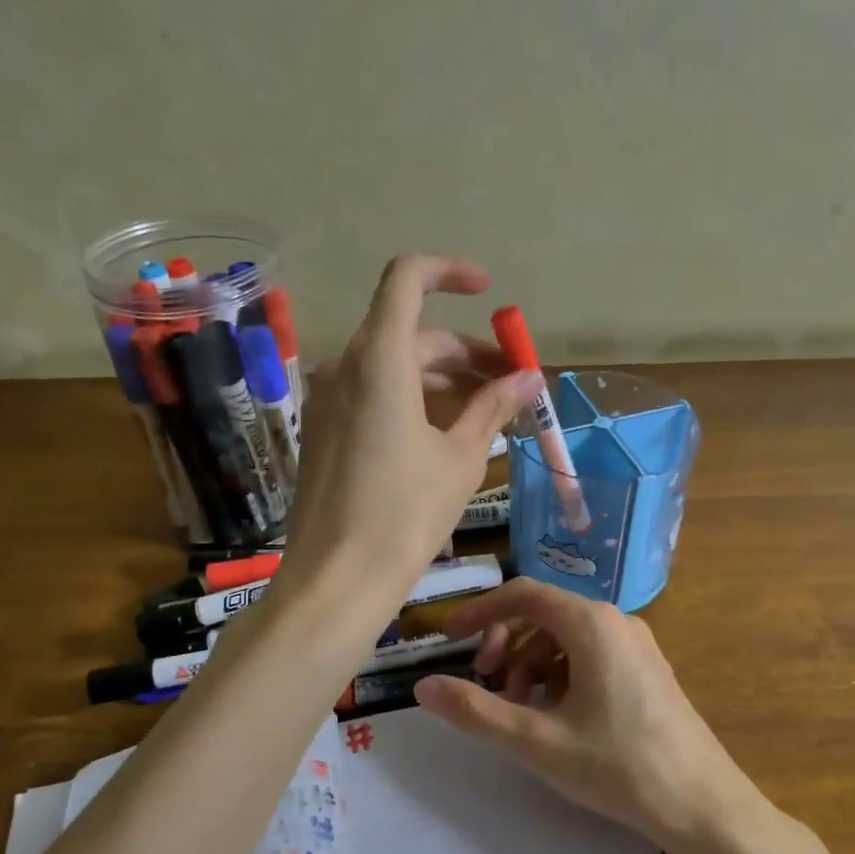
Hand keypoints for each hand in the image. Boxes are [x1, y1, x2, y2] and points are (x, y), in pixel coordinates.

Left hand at [282, 257, 540, 600]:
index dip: (450, 273)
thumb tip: (530, 379)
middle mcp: (346, 367)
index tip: (489, 293)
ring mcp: (329, 400)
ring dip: (443, 378)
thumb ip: (493, 407)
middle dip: (466, 352)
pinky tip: (446, 433)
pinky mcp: (324, 431)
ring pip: (394, 367)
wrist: (337, 580)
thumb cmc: (405, 514)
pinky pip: (374, 395)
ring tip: (490, 411)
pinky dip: (414, 399)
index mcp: (379, 359)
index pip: (407, 279)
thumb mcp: (460, 458)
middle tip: (513, 384)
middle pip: (411, 333)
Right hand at [415, 578, 750, 843]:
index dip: (480, 611)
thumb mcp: (536, 740)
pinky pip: (591, 654)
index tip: (450, 638)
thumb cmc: (617, 766)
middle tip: (486, 683)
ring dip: (532, 663)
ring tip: (522, 710)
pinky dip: (561, 674)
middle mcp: (616, 621)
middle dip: (506, 643)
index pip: (523, 594)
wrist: (702, 804)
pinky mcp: (646, 669)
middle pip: (544, 613)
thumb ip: (475, 710)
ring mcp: (636, 644)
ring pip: (566, 636)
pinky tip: (557, 715)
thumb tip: (423, 686)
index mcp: (591, 624)